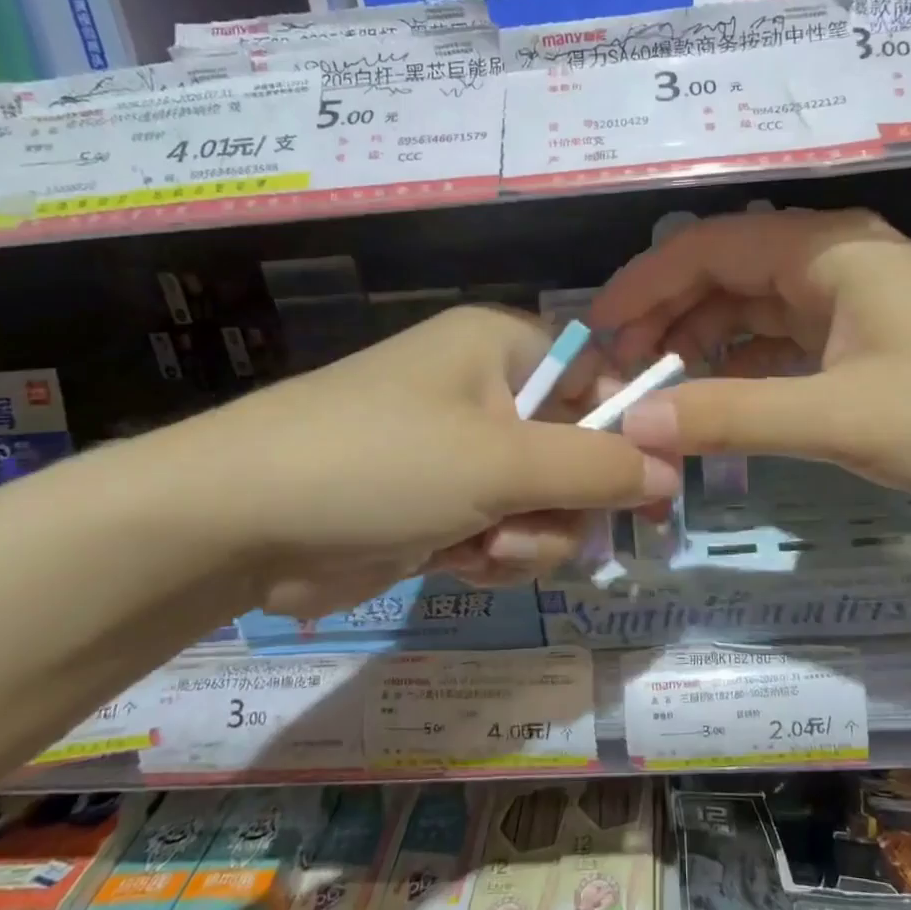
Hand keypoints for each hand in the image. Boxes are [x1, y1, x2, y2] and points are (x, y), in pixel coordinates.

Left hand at [151, 305, 678, 617]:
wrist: (238, 524)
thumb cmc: (380, 463)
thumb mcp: (503, 463)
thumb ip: (598, 468)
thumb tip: (672, 471)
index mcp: (502, 347)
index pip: (600, 375)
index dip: (631, 429)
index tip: (655, 487)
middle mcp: (486, 392)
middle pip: (577, 449)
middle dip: (565, 502)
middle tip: (543, 527)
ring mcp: (461, 453)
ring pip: (544, 502)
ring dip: (529, 537)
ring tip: (484, 549)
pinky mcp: (438, 505)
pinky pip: (503, 531)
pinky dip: (493, 554)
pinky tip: (458, 562)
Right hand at [589, 208, 910, 513]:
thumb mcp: (838, 417)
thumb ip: (732, 416)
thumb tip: (637, 424)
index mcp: (826, 249)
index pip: (707, 247)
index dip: (644, 284)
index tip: (597, 331)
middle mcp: (833, 260)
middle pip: (724, 273)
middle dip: (667, 317)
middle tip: (621, 372)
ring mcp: (851, 301)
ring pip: (752, 309)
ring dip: (702, 344)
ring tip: (657, 390)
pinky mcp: (865, 341)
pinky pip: (782, 342)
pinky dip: (742, 367)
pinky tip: (717, 399)